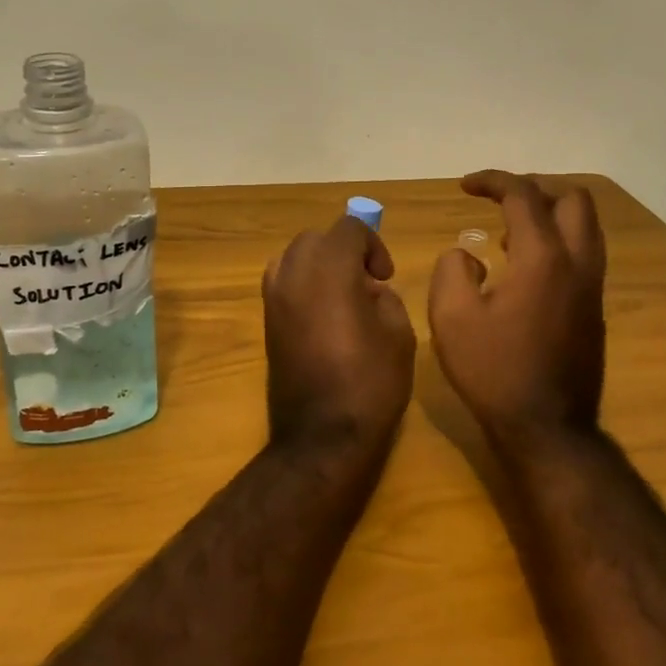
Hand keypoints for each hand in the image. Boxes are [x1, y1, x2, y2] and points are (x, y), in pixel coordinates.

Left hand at [263, 216, 416, 446]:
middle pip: (316, 238)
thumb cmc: (370, 383)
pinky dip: (302, 284)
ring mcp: (273, 298)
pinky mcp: (265, 322)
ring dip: (318, 264)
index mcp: (330, 269)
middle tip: (366, 282)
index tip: (386, 276)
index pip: (348, 229)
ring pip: (293, 257)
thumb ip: (385, 298)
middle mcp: (294, 274)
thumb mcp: (399, 334)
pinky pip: (281, 283)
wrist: (322, 436)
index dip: (373, 245)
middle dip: (343, 250)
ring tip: (341, 295)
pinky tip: (323, 314)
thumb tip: (368, 290)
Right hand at [428, 171, 605, 446]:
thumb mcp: (451, 318)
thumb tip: (467, 254)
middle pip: (573, 199)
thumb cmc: (494, 371)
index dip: (493, 181)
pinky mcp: (594, 310)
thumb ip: (452, 270)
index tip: (465, 186)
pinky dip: (558, 242)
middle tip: (500, 200)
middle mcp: (577, 263)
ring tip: (510, 231)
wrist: (547, 428)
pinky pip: (583, 255)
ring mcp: (592, 288)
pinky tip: (524, 268)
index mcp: (543, 258)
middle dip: (535, 188)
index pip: (524, 196)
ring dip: (551, 215)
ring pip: (586, 227)